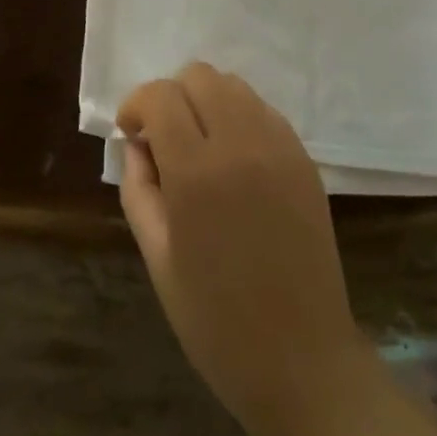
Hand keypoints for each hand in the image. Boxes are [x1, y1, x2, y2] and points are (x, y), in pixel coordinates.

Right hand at [118, 61, 367, 428]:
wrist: (302, 360)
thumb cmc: (216, 321)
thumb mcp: (158, 259)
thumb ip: (139, 189)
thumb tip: (138, 145)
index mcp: (197, 173)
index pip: (161, 96)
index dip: (137, 105)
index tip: (132, 134)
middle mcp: (241, 144)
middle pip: (199, 75)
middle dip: (172, 97)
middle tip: (165, 141)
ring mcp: (279, 148)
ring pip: (234, 86)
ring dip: (207, 102)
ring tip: (201, 147)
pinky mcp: (304, 159)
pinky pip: (264, 111)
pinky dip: (240, 118)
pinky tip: (236, 162)